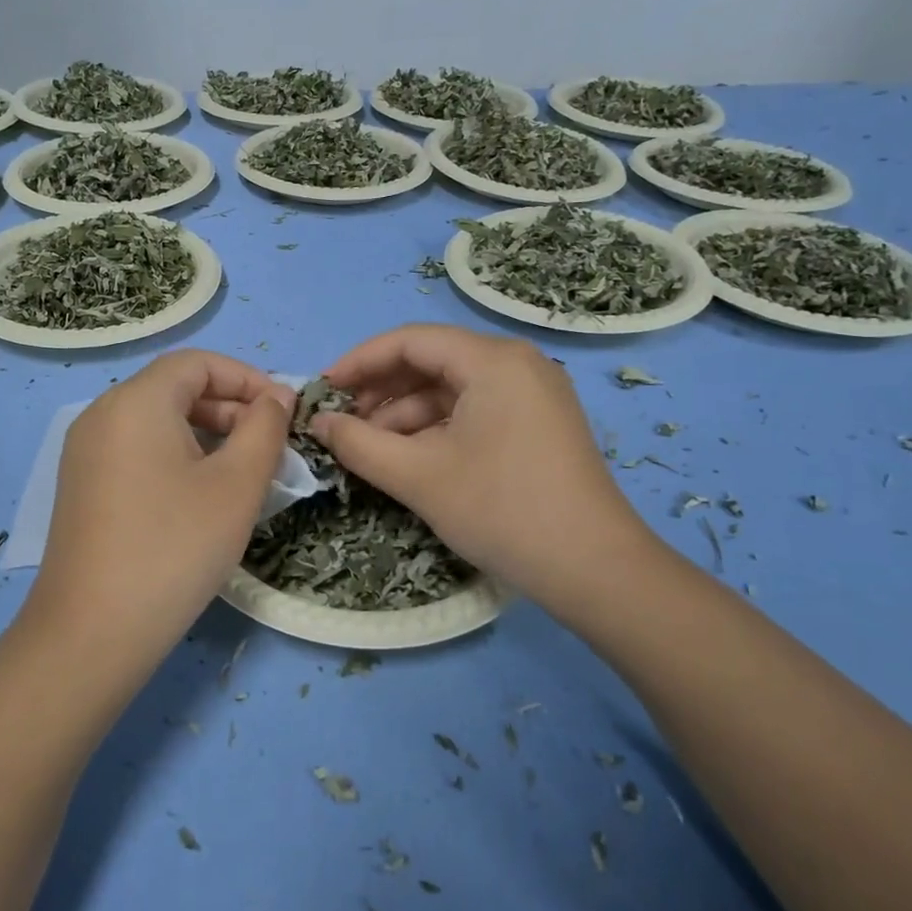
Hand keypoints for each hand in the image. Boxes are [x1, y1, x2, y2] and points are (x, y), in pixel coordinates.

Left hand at [27, 351, 294, 661]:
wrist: (91, 633)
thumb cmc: (174, 548)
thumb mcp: (237, 485)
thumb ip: (264, 428)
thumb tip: (275, 399)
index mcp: (136, 401)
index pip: (198, 363)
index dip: (248, 378)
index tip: (285, 413)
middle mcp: (102, 414)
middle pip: (176, 389)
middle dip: (230, 408)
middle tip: (270, 447)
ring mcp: (85, 452)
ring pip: (158, 421)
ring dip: (208, 434)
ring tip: (244, 473)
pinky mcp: (82, 486)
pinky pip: (138, 450)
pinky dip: (177, 456)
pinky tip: (202, 496)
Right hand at [312, 324, 657, 613]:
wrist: (595, 570)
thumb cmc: (502, 511)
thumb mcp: (419, 476)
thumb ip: (359, 444)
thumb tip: (316, 422)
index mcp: (493, 360)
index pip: (410, 341)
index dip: (359, 362)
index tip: (322, 391)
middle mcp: (517, 364)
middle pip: (432, 362)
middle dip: (380, 392)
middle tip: (341, 424)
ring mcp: (533, 395)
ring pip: (451, 390)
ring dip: (405, 415)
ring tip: (368, 449)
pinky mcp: (538, 424)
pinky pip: (474, 411)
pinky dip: (436, 429)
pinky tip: (408, 458)